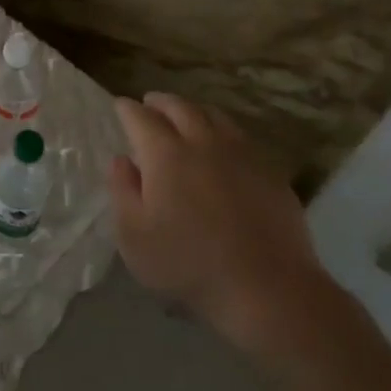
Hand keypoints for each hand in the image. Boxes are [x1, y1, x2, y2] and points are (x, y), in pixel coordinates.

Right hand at [108, 92, 340, 359]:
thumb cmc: (188, 264)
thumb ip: (122, 191)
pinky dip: (223, 132)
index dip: (127, 109)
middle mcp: (203, 142)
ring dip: (194, 111)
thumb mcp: (134, 236)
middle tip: (150, 103)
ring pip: (214, 116)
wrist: (267, 288)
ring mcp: (241, 154)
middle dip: (160, 102)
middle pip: (180, 107)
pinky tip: (222, 148)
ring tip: (185, 117)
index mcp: (166, 154)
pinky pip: (241, 138)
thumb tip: (121, 160)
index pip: (140, 118)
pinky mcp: (270, 171)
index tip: (120, 106)